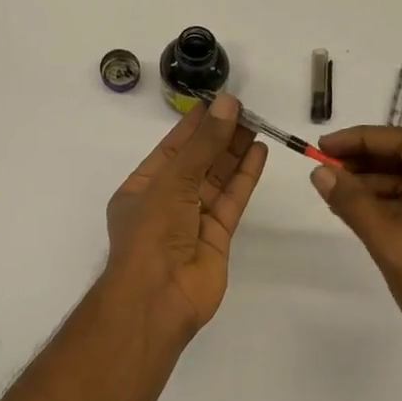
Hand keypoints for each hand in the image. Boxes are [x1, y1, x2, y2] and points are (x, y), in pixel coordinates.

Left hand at [104, 95, 267, 339]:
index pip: (172, 149)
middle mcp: (166, 202)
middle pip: (197, 163)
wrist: (159, 297)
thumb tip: (228, 105)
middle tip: (245, 110)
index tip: (218, 103)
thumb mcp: (173, 181)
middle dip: (218, 137)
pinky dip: (245, 177)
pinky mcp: (217, 237)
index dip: (195, 125)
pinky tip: (259, 153)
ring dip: (235, 154)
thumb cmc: (152, 233)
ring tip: (257, 125)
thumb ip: (204, 145)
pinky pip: (232, 201)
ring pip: (217, 180)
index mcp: (142, 189)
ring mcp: (193, 221)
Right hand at [311, 126, 401, 376]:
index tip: (324, 147)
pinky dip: (391, 207)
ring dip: (377, 185)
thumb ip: (355, 205)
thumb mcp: (394, 247)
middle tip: (324, 168)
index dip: (363, 140)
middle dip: (368, 162)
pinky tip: (360, 211)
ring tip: (334, 189)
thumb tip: (320, 172)